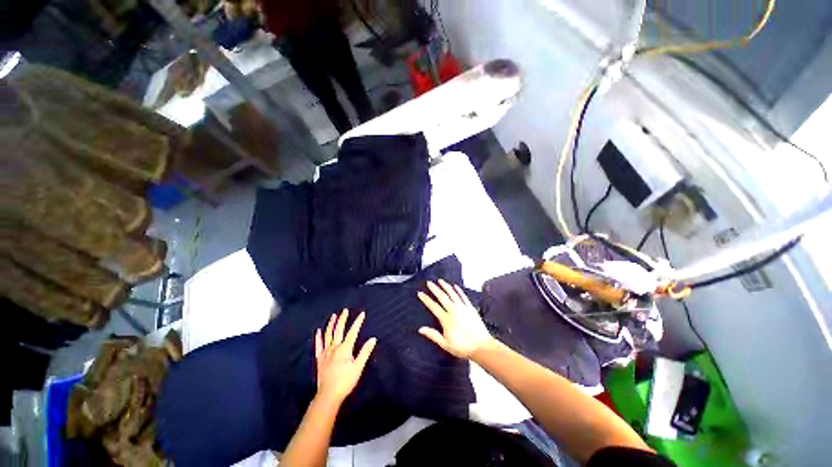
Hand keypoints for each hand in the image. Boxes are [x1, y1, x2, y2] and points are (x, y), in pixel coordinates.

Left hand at [315, 309, 376, 403]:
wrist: (328, 395)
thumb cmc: (345, 381)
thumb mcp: (358, 367)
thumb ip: (365, 352)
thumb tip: (373, 339)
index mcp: (345, 349)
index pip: (353, 332)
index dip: (358, 322)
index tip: (362, 313)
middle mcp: (335, 347)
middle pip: (339, 330)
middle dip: (342, 319)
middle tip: (345, 310)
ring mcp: (326, 353)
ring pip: (328, 335)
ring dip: (331, 324)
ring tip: (333, 316)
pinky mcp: (320, 359)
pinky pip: (318, 346)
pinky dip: (318, 337)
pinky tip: (318, 331)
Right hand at [417, 280, 493, 358]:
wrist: (481, 346)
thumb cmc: (462, 347)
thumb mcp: (445, 344)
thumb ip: (433, 335)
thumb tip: (421, 329)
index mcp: (446, 319)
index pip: (433, 306)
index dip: (426, 299)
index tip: (420, 293)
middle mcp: (453, 310)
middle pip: (442, 297)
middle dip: (434, 289)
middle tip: (429, 283)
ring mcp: (462, 308)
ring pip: (452, 294)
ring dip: (446, 286)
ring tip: (440, 280)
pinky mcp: (470, 308)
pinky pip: (463, 296)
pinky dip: (459, 290)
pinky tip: (455, 286)